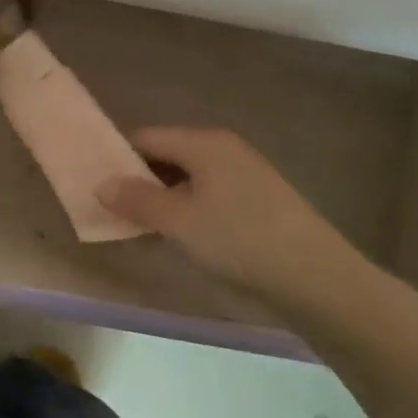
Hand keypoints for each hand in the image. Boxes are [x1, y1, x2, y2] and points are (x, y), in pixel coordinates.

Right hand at [97, 128, 364, 314]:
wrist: (320, 280)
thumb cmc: (241, 240)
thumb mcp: (179, 222)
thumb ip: (137, 201)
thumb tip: (101, 184)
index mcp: (203, 142)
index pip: (146, 137)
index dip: (118, 158)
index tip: (97, 184)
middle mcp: (223, 148)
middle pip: (167, 155)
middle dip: (140, 181)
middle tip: (115, 210)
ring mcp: (245, 173)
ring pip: (189, 178)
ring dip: (164, 199)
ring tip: (142, 228)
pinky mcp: (260, 200)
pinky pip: (210, 195)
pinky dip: (189, 210)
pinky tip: (183, 237)